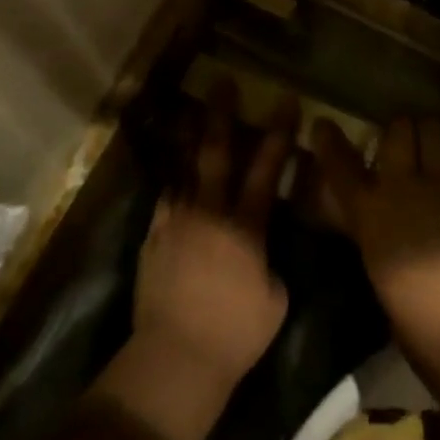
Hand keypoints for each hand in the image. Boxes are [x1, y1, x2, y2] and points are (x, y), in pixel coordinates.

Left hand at [111, 82, 293, 439]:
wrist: (176, 357)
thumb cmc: (236, 334)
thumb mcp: (275, 298)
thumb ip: (269, 262)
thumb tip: (261, 248)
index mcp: (246, 227)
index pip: (267, 169)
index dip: (279, 133)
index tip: (285, 101)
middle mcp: (209, 213)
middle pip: (216, 153)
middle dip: (222, 114)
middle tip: (223, 82)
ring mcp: (176, 221)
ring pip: (184, 168)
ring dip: (191, 137)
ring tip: (193, 109)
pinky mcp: (153, 236)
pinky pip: (166, 196)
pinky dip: (174, 178)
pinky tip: (176, 168)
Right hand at [311, 117, 439, 368]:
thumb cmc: (415, 315)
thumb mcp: (377, 262)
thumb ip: (370, 225)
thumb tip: (370, 209)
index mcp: (370, 211)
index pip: (340, 163)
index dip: (328, 140)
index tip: (323, 125)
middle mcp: (404, 185)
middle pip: (400, 128)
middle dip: (401, 130)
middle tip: (404, 143)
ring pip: (436, 129)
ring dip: (432, 133)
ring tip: (435, 146)